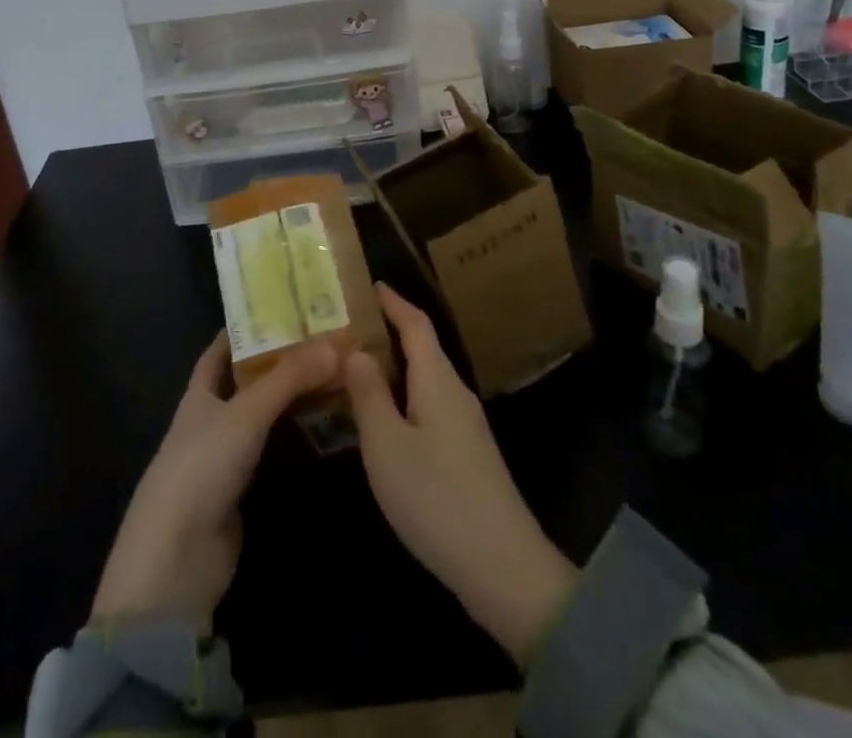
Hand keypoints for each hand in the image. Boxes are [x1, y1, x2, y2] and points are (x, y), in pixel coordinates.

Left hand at [92, 333, 338, 629]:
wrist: (176, 560)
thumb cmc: (202, 467)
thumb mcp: (246, 413)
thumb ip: (289, 378)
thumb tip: (336, 344)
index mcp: (200, 394)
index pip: (221, 350)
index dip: (247, 328)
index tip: (284, 308)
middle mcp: (210, 420)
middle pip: (248, 383)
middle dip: (281, 363)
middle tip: (325, 342)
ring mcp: (224, 458)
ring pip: (263, 419)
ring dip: (292, 402)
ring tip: (334, 378)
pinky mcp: (240, 493)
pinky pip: (272, 453)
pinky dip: (295, 440)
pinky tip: (325, 430)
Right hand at [343, 284, 576, 666]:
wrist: (502, 566)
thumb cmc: (436, 497)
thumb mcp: (387, 445)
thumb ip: (369, 395)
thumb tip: (354, 350)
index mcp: (437, 380)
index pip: (416, 324)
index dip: (393, 302)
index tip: (370, 285)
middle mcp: (456, 393)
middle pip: (423, 349)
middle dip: (389, 333)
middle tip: (349, 328)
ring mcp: (466, 425)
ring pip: (426, 380)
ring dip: (396, 368)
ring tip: (358, 369)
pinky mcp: (468, 454)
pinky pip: (431, 406)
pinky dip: (405, 397)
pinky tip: (386, 419)